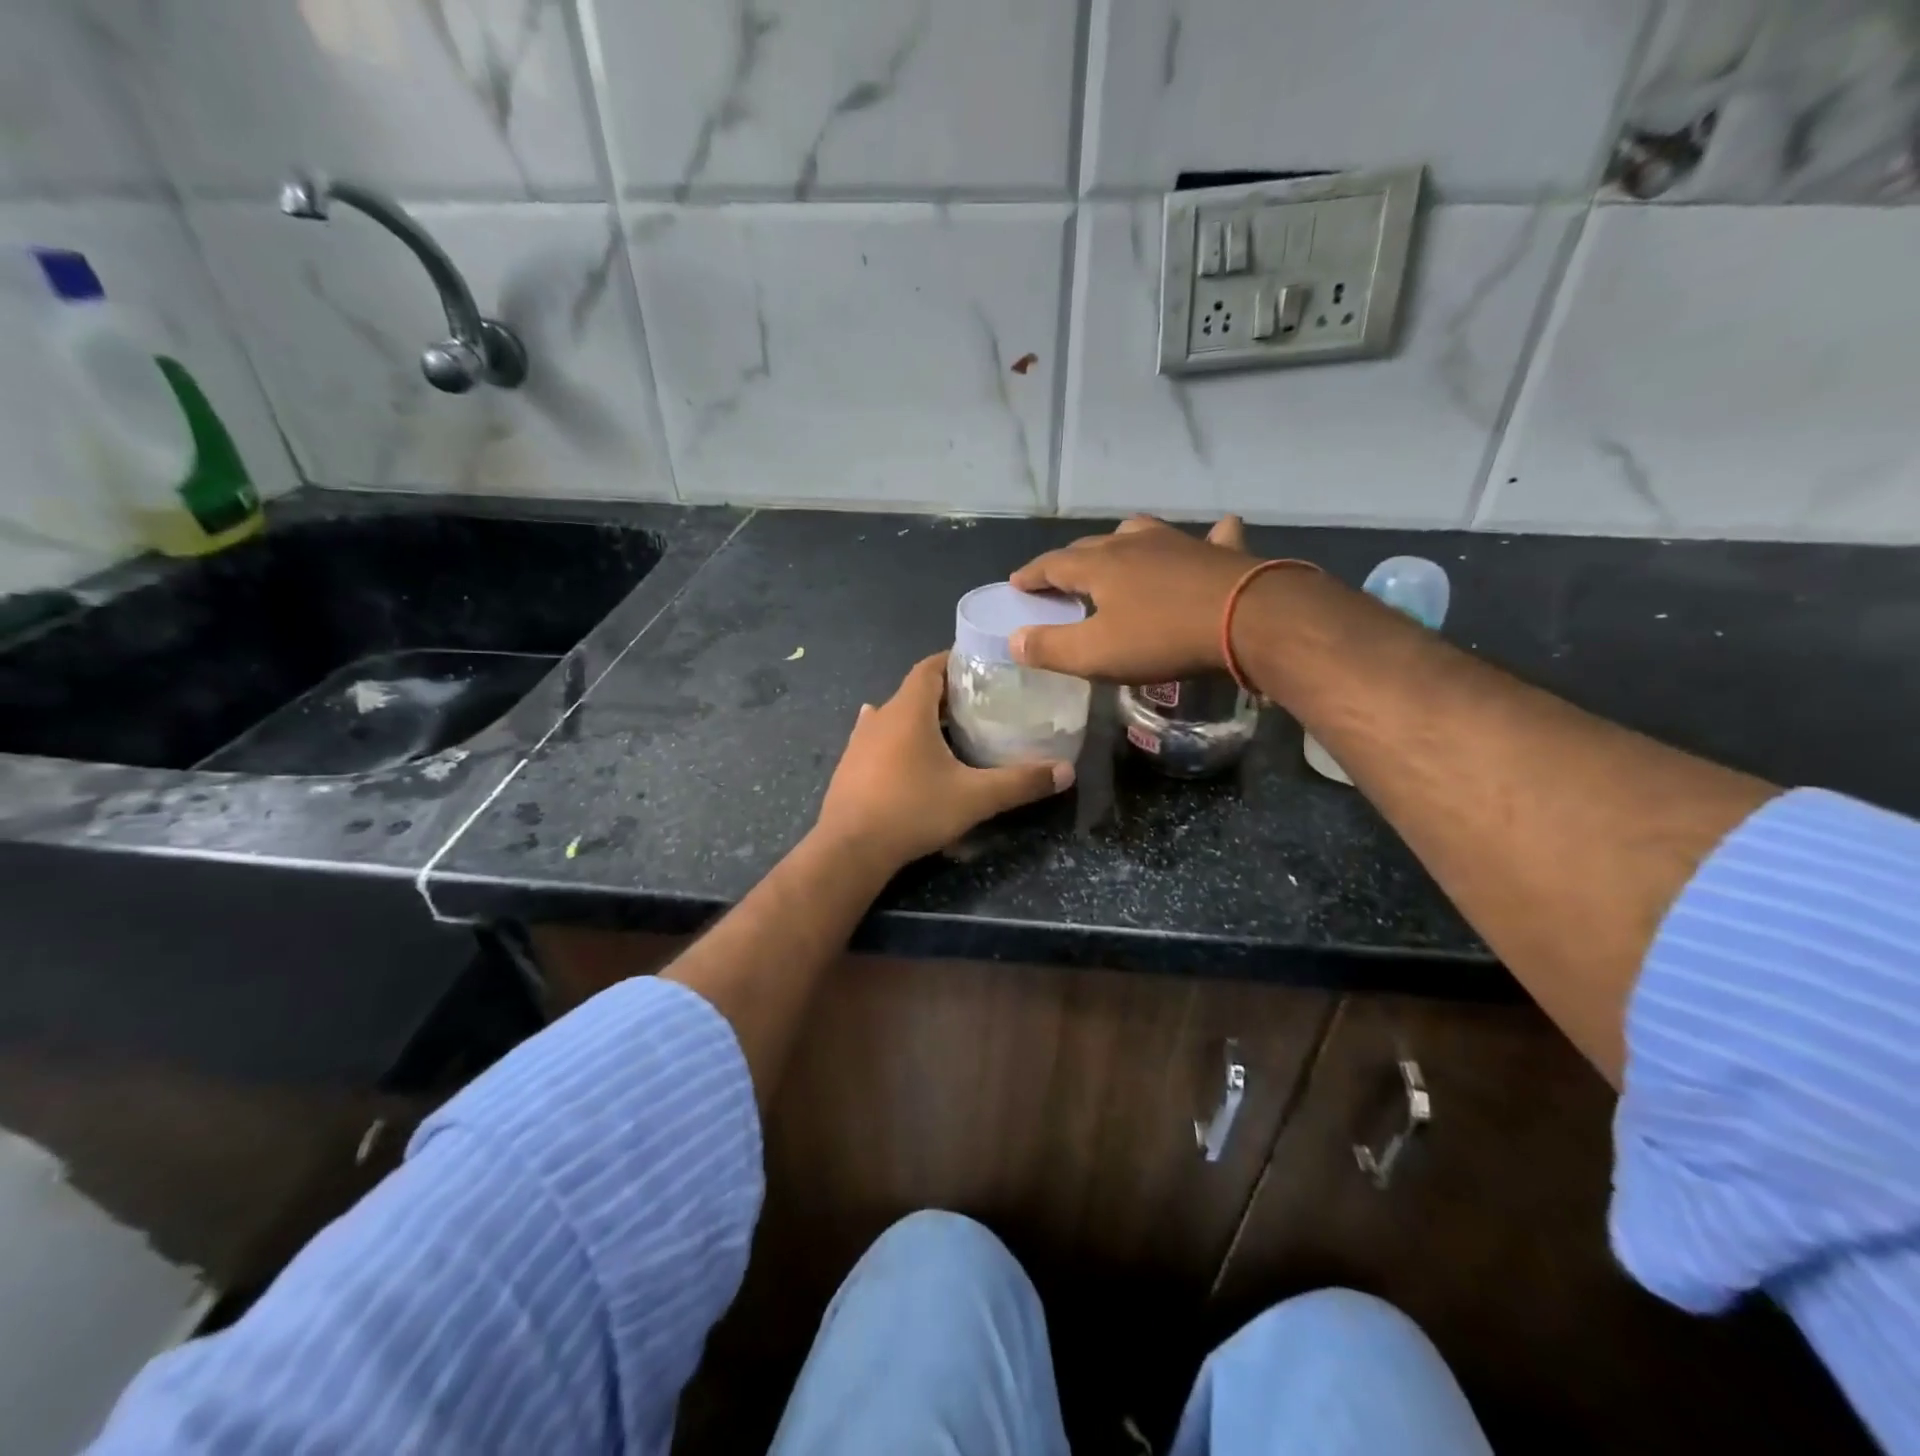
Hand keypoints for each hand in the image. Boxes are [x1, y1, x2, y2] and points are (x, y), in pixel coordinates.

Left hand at [813, 654, 1073, 870]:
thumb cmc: (912, 811)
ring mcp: (859, 741)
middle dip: (946, 692)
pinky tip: (906, 748)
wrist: (850, 849)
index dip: (955, 660)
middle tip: (980, 703)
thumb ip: (1020, 782)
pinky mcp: (850, 765)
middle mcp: (880, 716)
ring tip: (950, 728)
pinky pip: (878, 738)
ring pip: (895, 715)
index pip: (930, 667)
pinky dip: (898, 737)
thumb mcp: (974, 798)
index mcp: (908, 711)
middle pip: (915, 690)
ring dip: (920, 716)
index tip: (982, 666)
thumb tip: (1067, 771)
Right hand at [1007, 516, 1254, 680]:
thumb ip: (1050, 648)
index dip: (1032, 575)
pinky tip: (1211, 538)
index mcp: (1100, 565)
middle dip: (1070, 561)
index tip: (1016, 583)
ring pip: (1141, 533)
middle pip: (1092, 546)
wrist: (1248, 619)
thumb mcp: (1096, 654)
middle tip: (1060, 578)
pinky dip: (1203, 539)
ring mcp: (1180, 542)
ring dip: (1122, 543)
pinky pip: (1210, 537)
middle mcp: (1135, 544)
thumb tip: (1014, 639)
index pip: (1053, 565)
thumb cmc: (1162, 638)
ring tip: (1117, 553)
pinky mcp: (1221, 552)